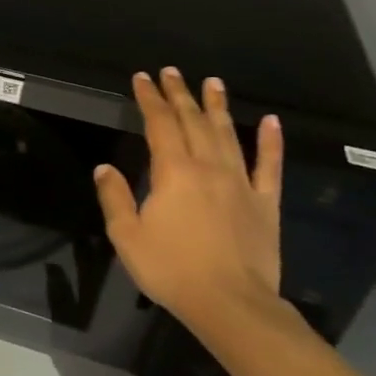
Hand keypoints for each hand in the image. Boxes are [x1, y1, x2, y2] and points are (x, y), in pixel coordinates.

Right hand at [94, 68, 297, 343]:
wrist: (230, 303)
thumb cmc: (171, 269)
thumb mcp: (126, 235)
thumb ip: (115, 198)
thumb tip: (105, 168)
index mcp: (173, 173)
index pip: (159, 125)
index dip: (149, 99)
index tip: (142, 78)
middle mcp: (209, 168)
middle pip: (193, 123)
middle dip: (180, 95)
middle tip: (172, 72)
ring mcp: (241, 184)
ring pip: (228, 135)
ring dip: (217, 107)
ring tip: (212, 82)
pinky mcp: (265, 203)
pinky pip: (269, 166)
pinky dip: (270, 142)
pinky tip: (269, 121)